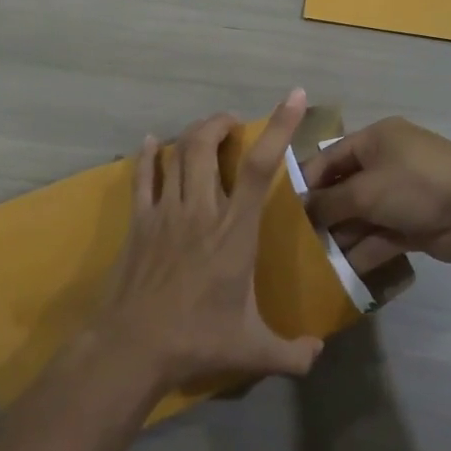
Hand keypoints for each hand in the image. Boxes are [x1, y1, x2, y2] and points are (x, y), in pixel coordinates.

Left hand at [95, 90, 323, 394]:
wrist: (132, 348)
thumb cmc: (197, 341)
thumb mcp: (253, 351)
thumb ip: (292, 353)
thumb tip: (317, 355)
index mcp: (235, 230)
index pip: (261, 167)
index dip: (279, 126)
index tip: (294, 96)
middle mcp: (201, 209)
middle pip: (207, 144)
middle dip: (221, 124)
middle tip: (233, 126)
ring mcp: (165, 211)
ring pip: (177, 152)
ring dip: (193, 134)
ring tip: (205, 133)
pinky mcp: (138, 221)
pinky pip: (142, 176)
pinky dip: (148, 155)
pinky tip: (150, 143)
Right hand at [302, 117, 450, 269]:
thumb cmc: (414, 185)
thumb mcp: (364, 190)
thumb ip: (329, 202)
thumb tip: (303, 209)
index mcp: (377, 139)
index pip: (332, 156)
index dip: (308, 180)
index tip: (286, 207)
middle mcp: (389, 161)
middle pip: (347, 188)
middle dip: (325, 213)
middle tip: (298, 238)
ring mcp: (404, 193)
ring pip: (364, 215)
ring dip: (343, 235)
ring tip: (316, 259)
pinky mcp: (415, 222)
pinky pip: (382, 234)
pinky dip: (365, 249)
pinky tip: (343, 270)